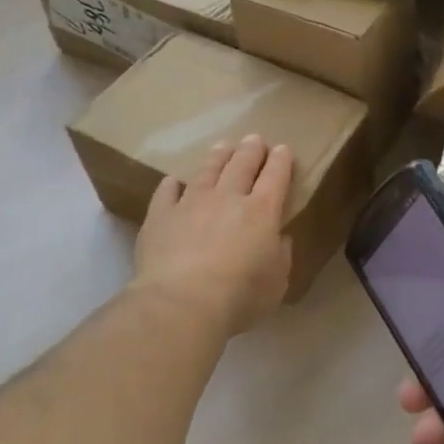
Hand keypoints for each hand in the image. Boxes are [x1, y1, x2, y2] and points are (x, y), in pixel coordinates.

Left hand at [133, 135, 293, 334]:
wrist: (181, 304)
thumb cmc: (239, 296)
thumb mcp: (277, 282)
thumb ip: (281, 256)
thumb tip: (280, 238)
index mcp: (262, 211)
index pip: (275, 176)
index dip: (280, 160)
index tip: (282, 149)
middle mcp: (228, 198)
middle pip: (242, 164)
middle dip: (251, 149)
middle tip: (254, 139)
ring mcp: (191, 203)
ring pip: (207, 170)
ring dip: (218, 156)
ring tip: (223, 146)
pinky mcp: (161, 216)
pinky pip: (166, 192)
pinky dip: (172, 185)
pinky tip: (174, 181)